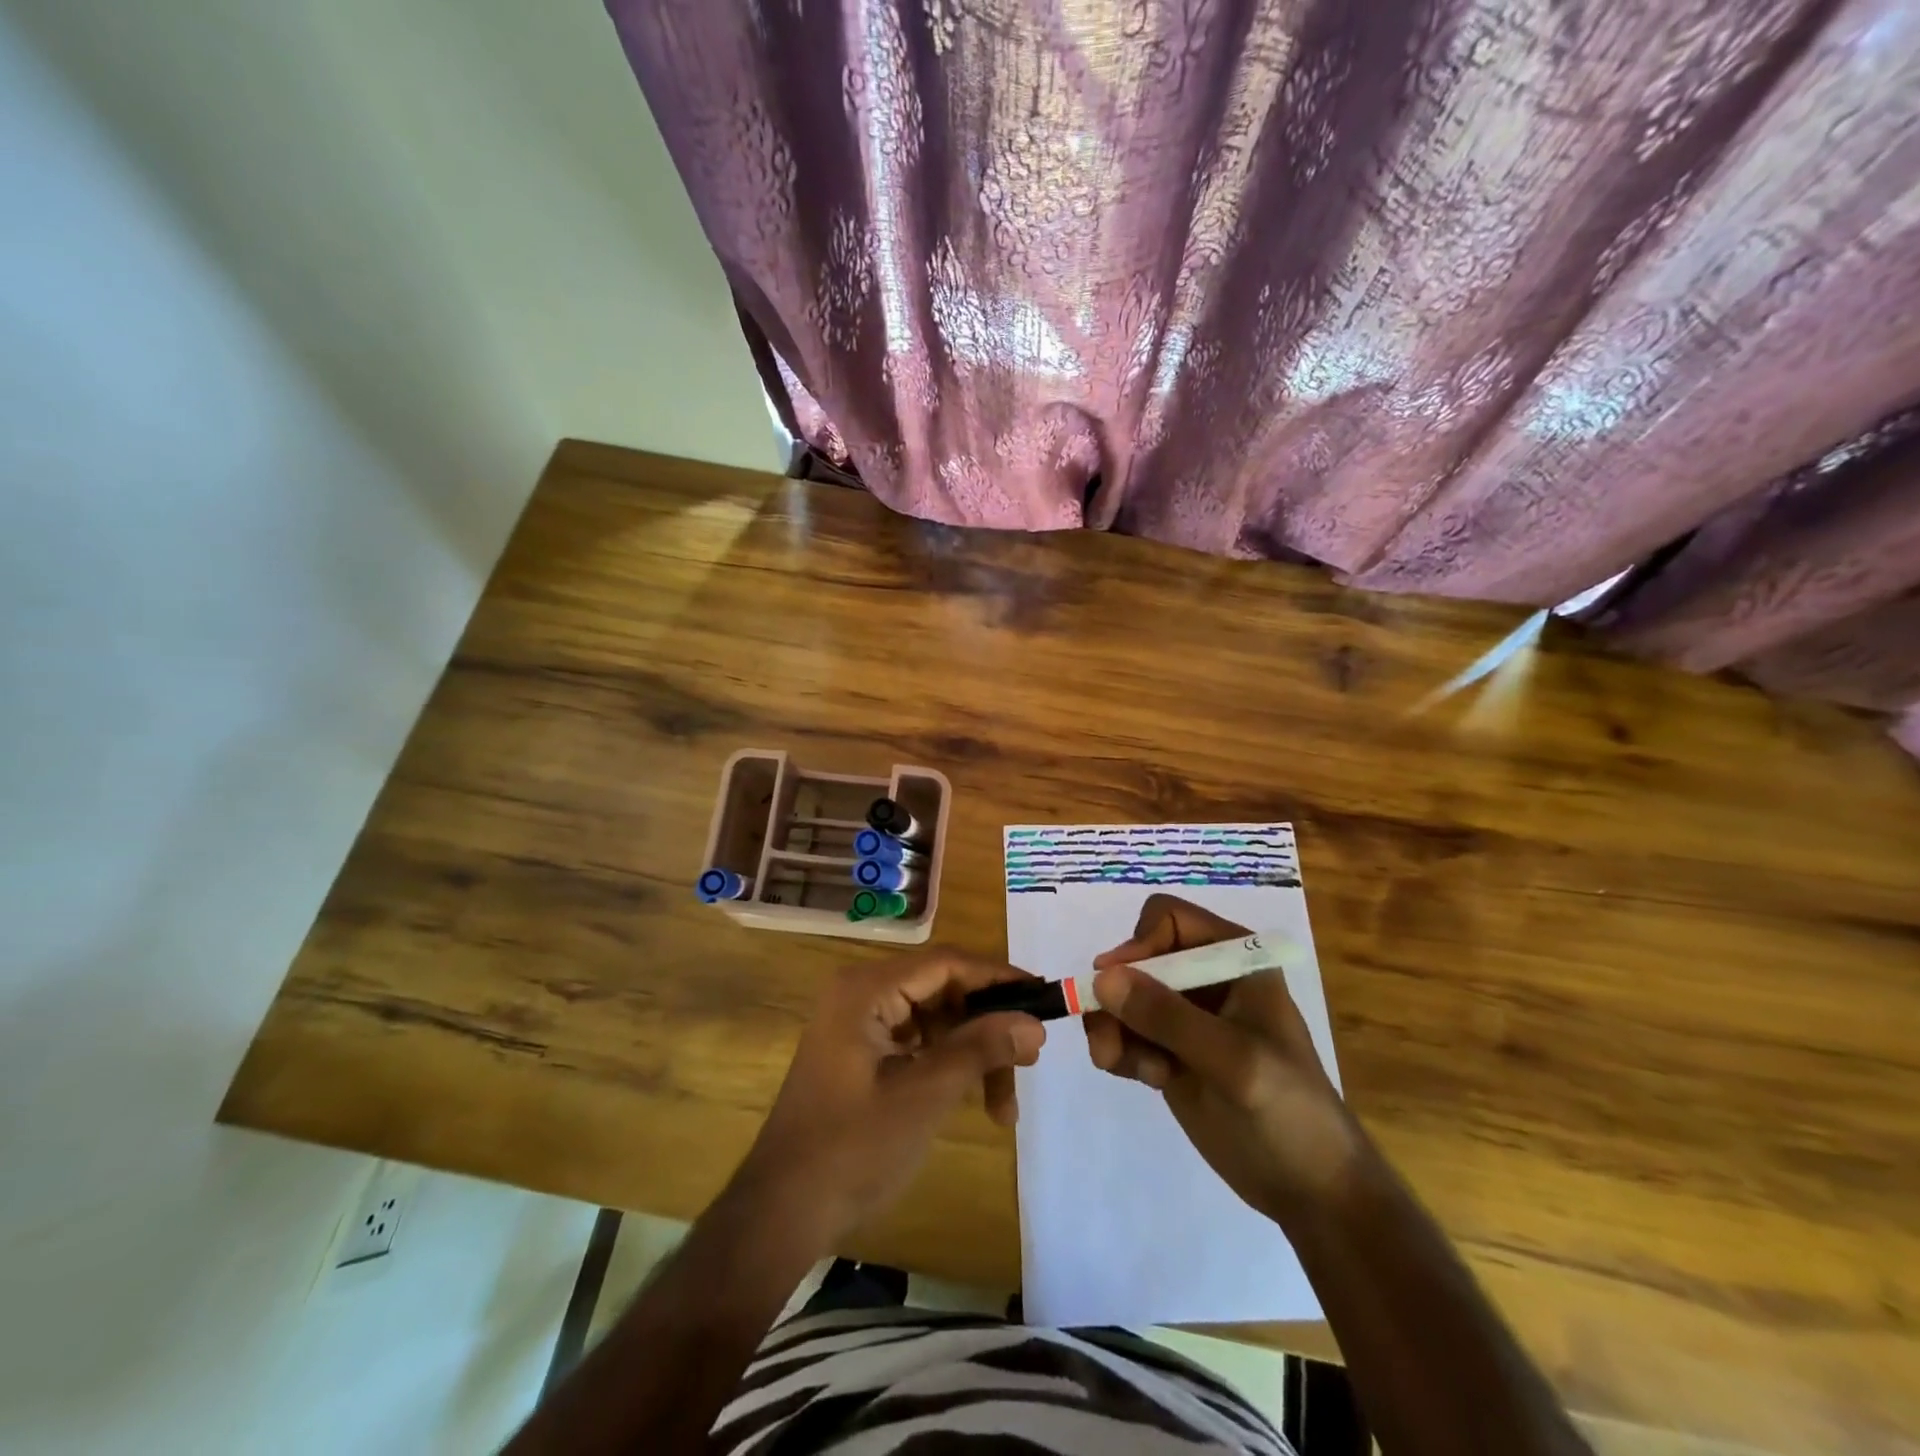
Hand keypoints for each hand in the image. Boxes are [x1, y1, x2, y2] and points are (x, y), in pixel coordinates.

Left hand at [733, 947, 1045, 1251]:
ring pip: (936, 1021)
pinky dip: (949, 1067)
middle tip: (1030, 1060)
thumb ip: (980, 1050)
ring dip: (973, 1056)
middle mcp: (863, 993)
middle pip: (943, 991)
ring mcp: (861, 1024)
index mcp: (867, 989)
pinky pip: (919, 1044)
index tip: (1044, 998)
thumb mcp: (925, 1095)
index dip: (998, 978)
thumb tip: (1035, 1022)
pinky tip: (976, 1102)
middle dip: (988, 1027)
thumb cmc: (853, 1148)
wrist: (782, 1212)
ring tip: (1005, 1108)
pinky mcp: (863, 1053)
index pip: (946, 963)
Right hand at [1084, 893, 1366, 1223]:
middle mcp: (1206, 976)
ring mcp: (1186, 1015)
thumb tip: (1102, 977)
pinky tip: (1142, 1078)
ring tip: (1119, 1064)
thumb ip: (1168, 1017)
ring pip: (1123, 996)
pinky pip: (1125, 1031)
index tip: (1118, 987)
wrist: (1311, 1190)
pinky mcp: (1170, 1050)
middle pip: (1137, 958)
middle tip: (1108, 1040)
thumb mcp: (1232, 1060)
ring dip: (1111, 1026)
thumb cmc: (1288, 1112)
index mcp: (1235, 958)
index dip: (1139, 945)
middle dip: (1117, 996)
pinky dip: (1119, 1049)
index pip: (1168, 920)